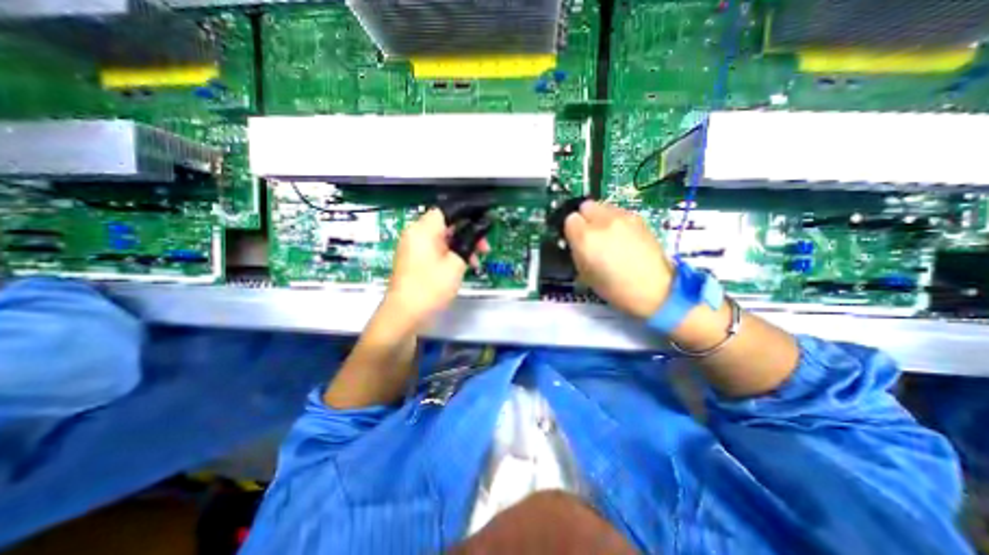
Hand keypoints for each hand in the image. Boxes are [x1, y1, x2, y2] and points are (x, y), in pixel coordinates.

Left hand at [383, 209, 487, 326]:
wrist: (405, 314)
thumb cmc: (431, 286)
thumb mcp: (456, 264)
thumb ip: (468, 244)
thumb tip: (476, 232)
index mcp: (423, 229)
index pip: (447, 211)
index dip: (467, 215)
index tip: (483, 226)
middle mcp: (414, 234)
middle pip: (445, 226)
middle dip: (467, 235)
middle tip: (484, 248)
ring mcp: (412, 248)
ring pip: (441, 240)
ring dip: (459, 247)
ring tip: (475, 263)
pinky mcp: (412, 261)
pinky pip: (434, 251)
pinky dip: (448, 255)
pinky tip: (461, 268)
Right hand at [564, 203, 671, 318]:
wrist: (653, 289)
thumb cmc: (614, 288)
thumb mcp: (584, 273)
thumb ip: (577, 251)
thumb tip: (576, 241)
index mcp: (585, 237)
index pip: (570, 219)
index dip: (572, 230)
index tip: (576, 240)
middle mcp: (602, 221)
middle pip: (586, 206)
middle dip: (585, 218)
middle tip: (590, 235)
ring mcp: (622, 217)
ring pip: (603, 206)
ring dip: (600, 217)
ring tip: (608, 236)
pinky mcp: (638, 218)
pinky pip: (619, 212)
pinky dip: (616, 220)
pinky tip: (622, 237)